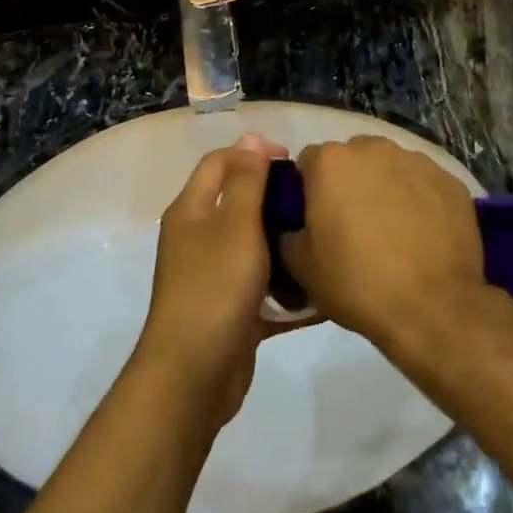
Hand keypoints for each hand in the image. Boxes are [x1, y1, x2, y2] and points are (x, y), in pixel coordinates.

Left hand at [135, 133, 292, 426]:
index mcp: (191, 211)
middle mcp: (197, 238)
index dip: (252, 153)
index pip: (219, 163)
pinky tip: (320, 290)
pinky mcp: (230, 310)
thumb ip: (245, 181)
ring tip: (321, 238)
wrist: (194, 374)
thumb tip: (249, 137)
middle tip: (313, 200)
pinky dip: (287, 287)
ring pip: (252, 246)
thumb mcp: (235, 225)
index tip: (292, 160)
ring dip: (283, 242)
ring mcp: (212, 276)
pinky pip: (262, 288)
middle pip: (237, 203)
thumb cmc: (215, 288)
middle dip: (273, 197)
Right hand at [279, 137, 485, 349]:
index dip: (309, 191)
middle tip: (353, 225)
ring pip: (390, 167)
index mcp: (331, 162)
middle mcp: (373, 148)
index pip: (309, 163)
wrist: (433, 307)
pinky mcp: (450, 180)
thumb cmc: (357, 282)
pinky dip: (420, 199)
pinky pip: (424, 183)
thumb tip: (295, 225)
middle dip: (349, 183)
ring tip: (393, 230)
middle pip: (352, 158)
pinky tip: (423, 234)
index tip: (316, 220)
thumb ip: (288, 231)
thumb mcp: (300, 266)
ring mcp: (416, 161)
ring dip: (385, 187)